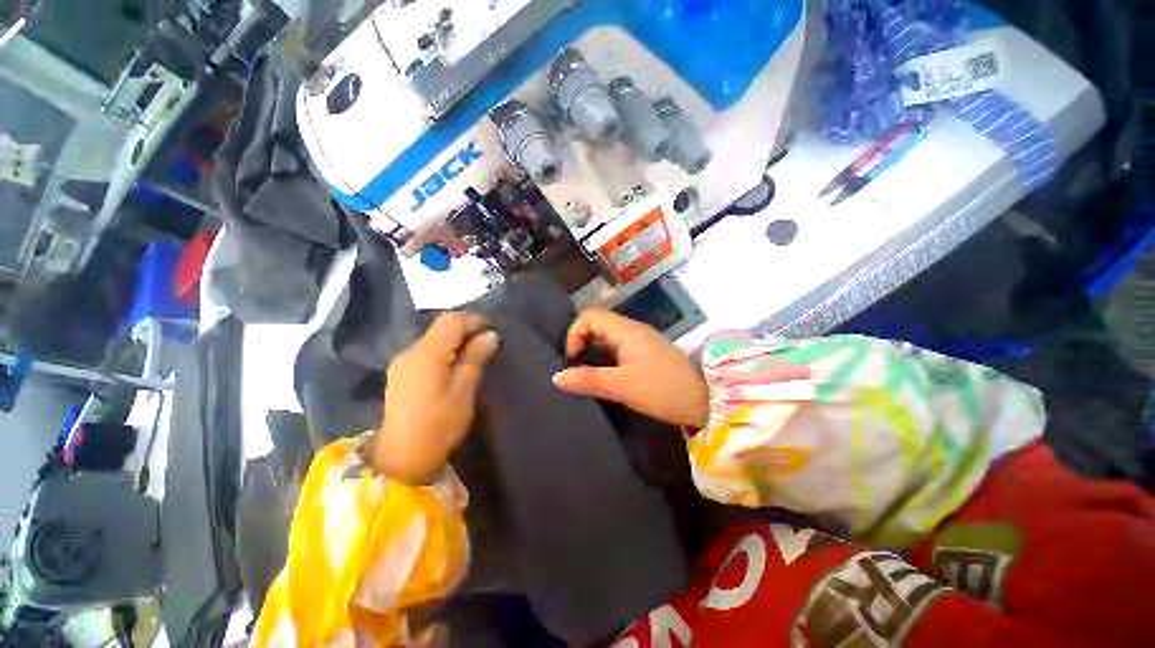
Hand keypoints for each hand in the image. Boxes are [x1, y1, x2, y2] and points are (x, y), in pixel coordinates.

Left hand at [374, 313, 499, 484]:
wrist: (402, 458)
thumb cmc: (439, 425)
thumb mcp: (464, 391)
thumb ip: (475, 358)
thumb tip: (490, 335)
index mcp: (426, 354)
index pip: (451, 321)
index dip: (474, 321)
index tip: (493, 331)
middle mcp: (410, 352)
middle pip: (440, 326)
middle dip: (466, 328)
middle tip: (487, 343)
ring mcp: (402, 362)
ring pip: (433, 337)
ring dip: (455, 339)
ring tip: (475, 353)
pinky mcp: (400, 373)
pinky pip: (426, 350)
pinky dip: (444, 350)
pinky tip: (454, 365)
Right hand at [553, 309, 708, 428]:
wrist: (706, 401)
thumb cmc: (663, 389)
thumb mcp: (623, 385)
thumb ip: (589, 379)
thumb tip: (557, 377)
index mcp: (627, 330)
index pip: (590, 316)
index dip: (575, 333)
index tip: (574, 359)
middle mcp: (632, 331)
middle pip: (597, 326)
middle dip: (581, 344)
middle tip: (575, 369)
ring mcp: (640, 343)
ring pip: (607, 340)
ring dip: (593, 354)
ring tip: (585, 376)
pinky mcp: (645, 356)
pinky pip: (617, 351)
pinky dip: (605, 361)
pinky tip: (603, 379)